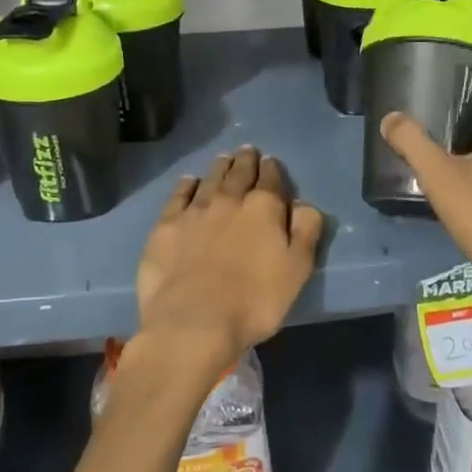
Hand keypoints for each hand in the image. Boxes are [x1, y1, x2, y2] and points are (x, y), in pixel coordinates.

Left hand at [134, 146, 324, 374]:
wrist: (194, 320)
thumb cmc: (254, 301)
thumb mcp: (297, 270)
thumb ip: (305, 231)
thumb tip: (304, 203)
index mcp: (263, 208)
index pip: (271, 180)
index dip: (272, 170)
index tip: (271, 162)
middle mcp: (229, 200)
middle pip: (239, 173)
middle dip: (246, 161)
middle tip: (247, 151)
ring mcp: (194, 210)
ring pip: (210, 179)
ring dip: (220, 167)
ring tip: (224, 159)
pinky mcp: (167, 225)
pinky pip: (179, 196)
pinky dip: (187, 185)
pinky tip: (189, 181)